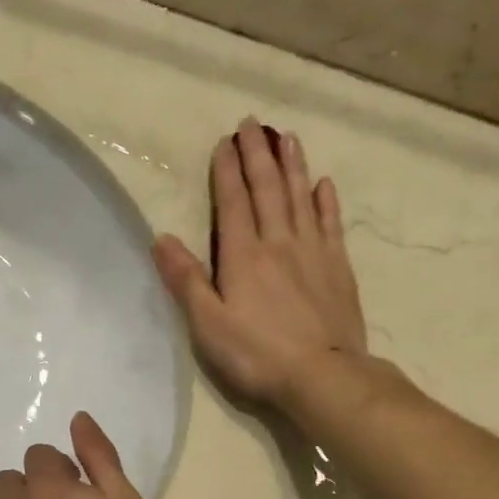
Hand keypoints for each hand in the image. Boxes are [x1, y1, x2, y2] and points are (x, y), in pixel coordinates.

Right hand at [153, 118, 367, 406]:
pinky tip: (323, 184)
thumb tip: (160, 238)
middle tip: (253, 123)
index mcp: (243, 255)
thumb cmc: (257, 354)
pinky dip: (326, 201)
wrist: (323, 375)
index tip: (225, 141)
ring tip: (287, 138)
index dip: (227, 170)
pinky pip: (331, 225)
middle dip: (258, 154)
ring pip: (301, 198)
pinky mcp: (338, 269)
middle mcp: (279, 243)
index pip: (233, 201)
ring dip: (292, 166)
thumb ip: (185, 280)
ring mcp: (313, 253)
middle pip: (268, 189)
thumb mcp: (208, 324)